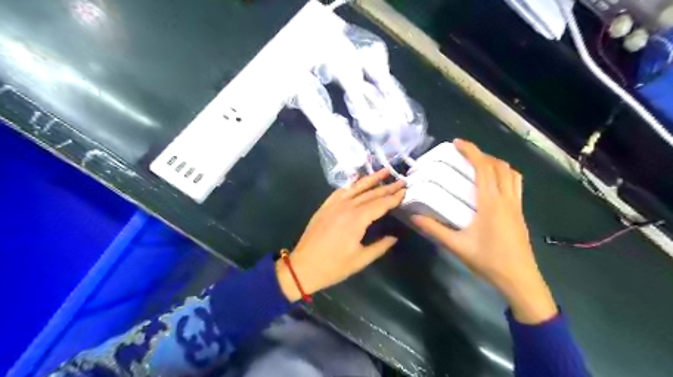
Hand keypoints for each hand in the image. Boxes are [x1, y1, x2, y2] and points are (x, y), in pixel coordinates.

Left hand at [275, 169, 403, 302]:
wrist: (302, 267)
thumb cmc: (333, 266)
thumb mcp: (360, 260)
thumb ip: (379, 246)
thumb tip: (393, 237)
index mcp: (357, 219)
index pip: (380, 204)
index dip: (394, 198)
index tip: (405, 190)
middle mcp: (346, 207)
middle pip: (370, 193)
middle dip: (387, 186)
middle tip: (401, 180)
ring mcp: (334, 205)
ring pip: (355, 187)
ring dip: (370, 178)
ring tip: (384, 170)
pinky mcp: (325, 207)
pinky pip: (340, 191)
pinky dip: (351, 184)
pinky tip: (357, 181)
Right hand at [411, 138, 557, 322]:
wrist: (520, 279)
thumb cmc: (488, 261)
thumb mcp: (457, 246)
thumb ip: (435, 230)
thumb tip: (414, 217)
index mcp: (491, 203)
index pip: (484, 168)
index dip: (472, 151)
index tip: (457, 143)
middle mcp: (507, 199)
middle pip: (499, 166)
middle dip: (482, 154)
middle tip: (464, 154)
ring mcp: (516, 206)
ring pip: (512, 174)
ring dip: (496, 163)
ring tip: (479, 165)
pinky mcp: (520, 213)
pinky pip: (515, 184)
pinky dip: (505, 175)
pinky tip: (493, 184)